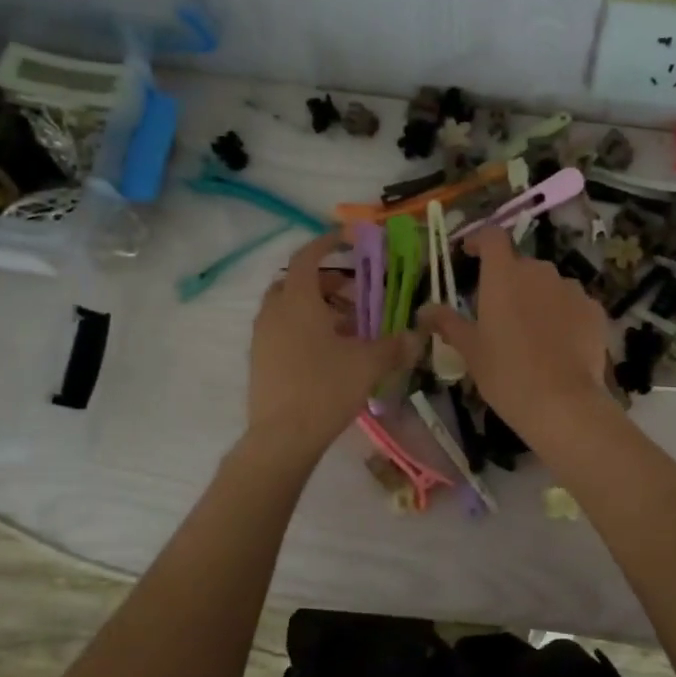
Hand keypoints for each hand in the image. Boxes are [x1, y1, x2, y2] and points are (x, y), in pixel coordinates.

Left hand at [245, 232, 420, 461]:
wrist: (282, 437)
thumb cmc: (325, 389)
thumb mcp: (368, 365)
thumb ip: (394, 346)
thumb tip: (416, 336)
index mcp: (298, 301)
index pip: (308, 257)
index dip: (327, 243)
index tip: (346, 239)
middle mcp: (274, 311)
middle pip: (296, 282)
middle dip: (326, 282)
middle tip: (355, 294)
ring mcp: (262, 337)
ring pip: (288, 308)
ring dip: (316, 308)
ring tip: (348, 327)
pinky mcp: (259, 360)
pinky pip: (282, 330)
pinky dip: (304, 328)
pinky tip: (329, 353)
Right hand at [416, 227, 613, 436]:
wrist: (562, 403)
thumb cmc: (506, 373)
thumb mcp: (470, 350)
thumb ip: (447, 323)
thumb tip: (424, 309)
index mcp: (503, 275)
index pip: (491, 236)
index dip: (479, 240)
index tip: (469, 254)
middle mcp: (539, 271)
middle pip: (520, 265)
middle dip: (508, 282)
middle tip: (498, 314)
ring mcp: (571, 289)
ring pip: (548, 285)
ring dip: (537, 299)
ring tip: (531, 333)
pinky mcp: (594, 310)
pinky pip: (573, 304)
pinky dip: (563, 316)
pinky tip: (558, 345)